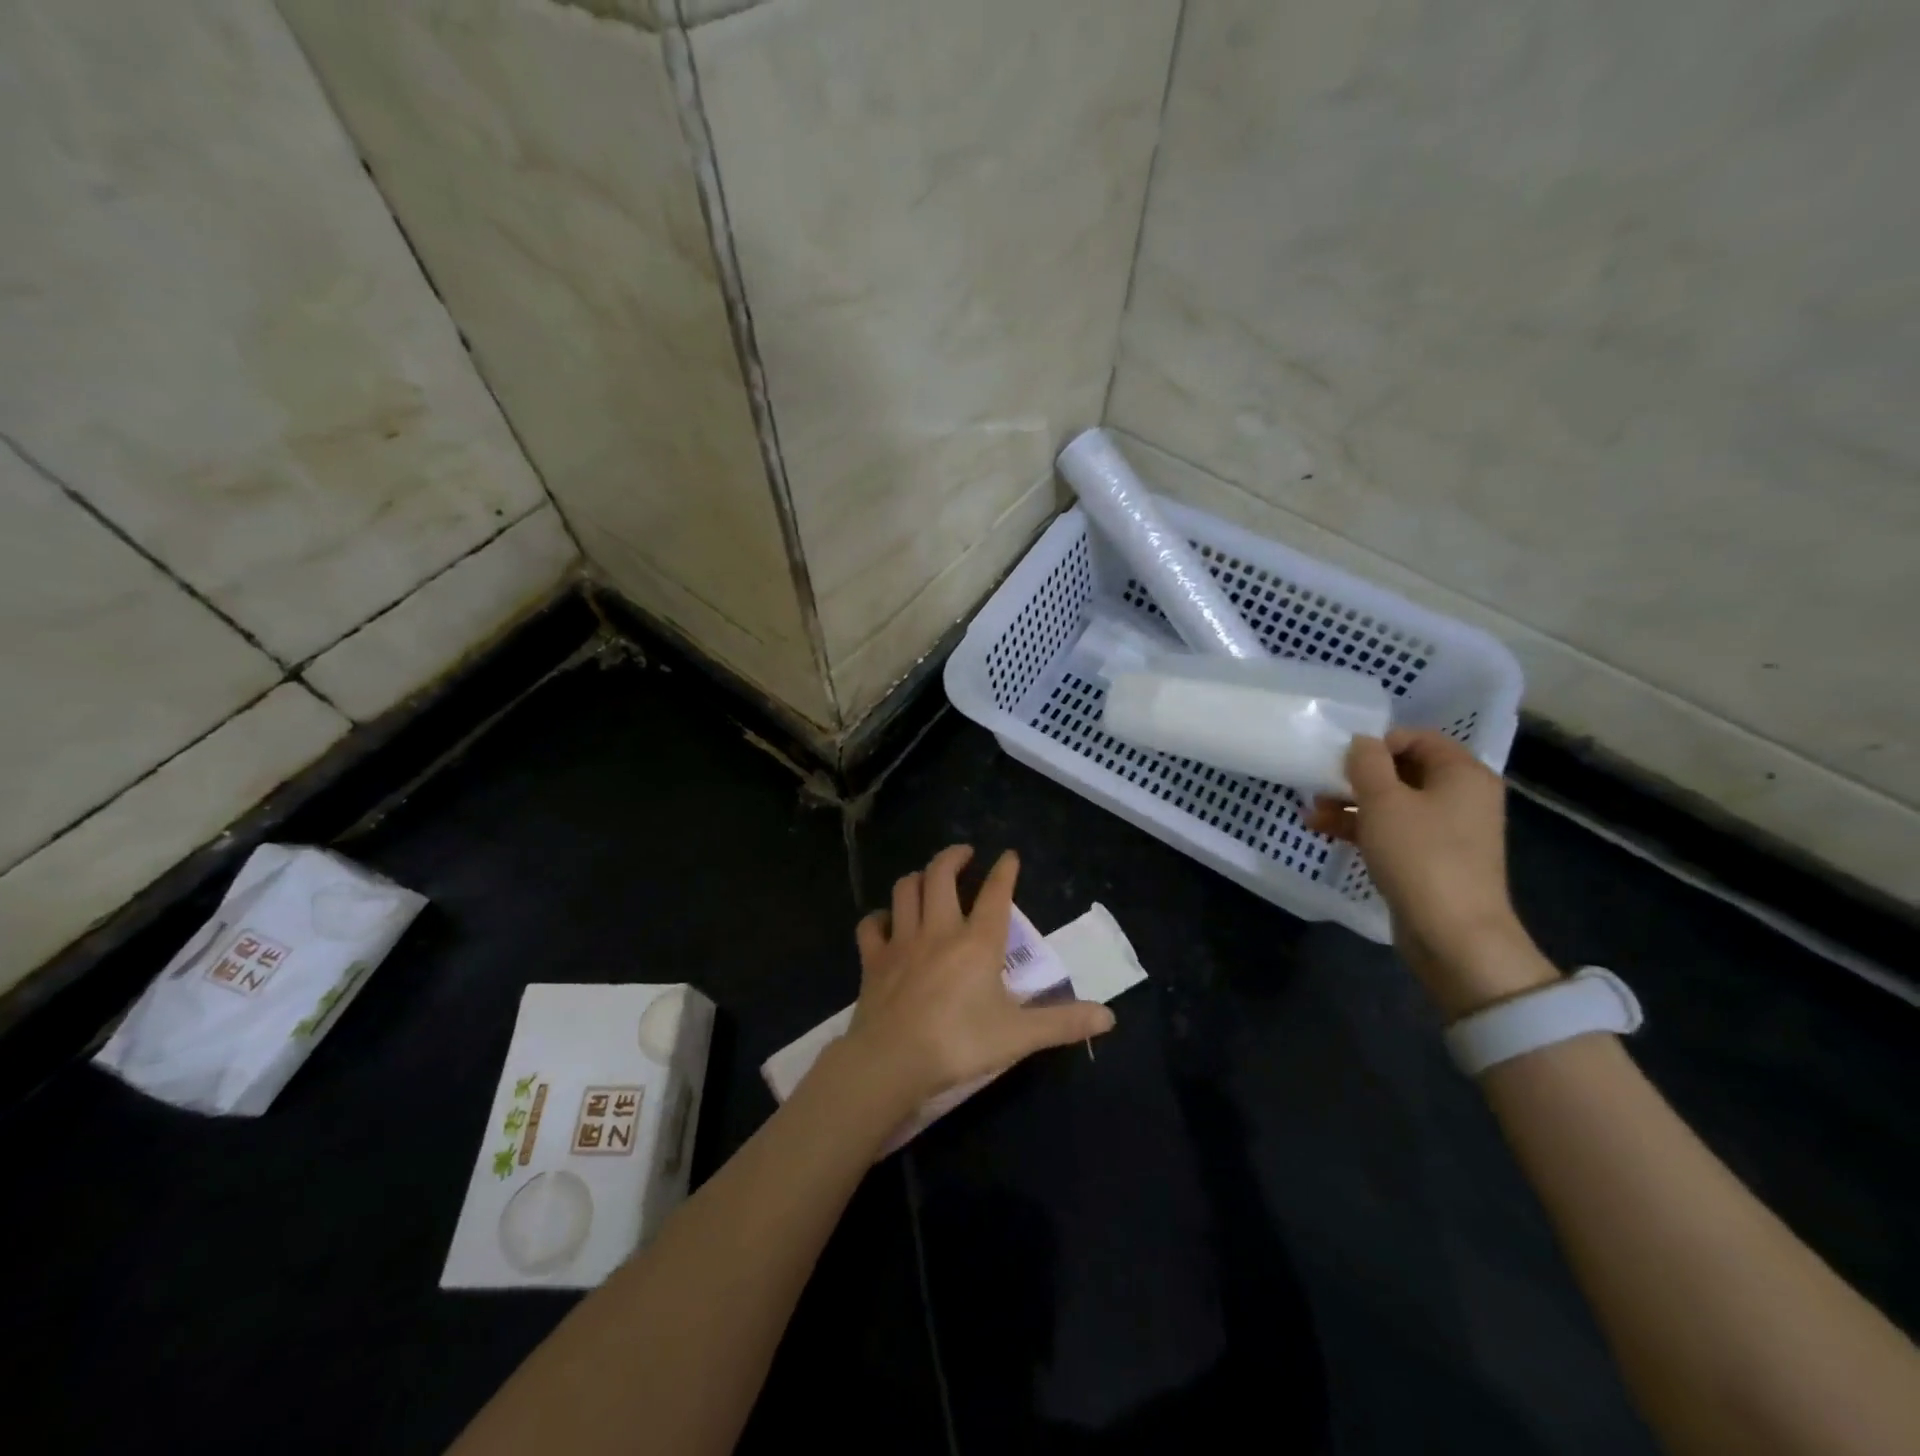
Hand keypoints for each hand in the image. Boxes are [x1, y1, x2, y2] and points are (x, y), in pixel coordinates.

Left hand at [840, 845, 1114, 1110]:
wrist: (891, 1061)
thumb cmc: (959, 1044)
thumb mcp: (1019, 1036)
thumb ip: (1063, 1023)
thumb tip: (1109, 1017)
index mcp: (977, 942)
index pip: (996, 894)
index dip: (1005, 871)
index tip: (1009, 855)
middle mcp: (939, 930)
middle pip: (940, 876)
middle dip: (953, 857)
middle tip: (964, 854)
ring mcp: (902, 942)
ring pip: (905, 890)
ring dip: (917, 878)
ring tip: (928, 879)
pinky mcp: (873, 960)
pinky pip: (871, 925)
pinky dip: (879, 917)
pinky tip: (887, 921)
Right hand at [1308, 730, 1554, 1015]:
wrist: (1453, 935)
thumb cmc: (1420, 855)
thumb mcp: (1384, 800)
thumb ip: (1367, 762)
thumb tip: (1361, 742)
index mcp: (1463, 774)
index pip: (1417, 738)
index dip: (1376, 743)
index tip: (1341, 760)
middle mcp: (1462, 797)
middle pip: (1403, 770)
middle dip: (1357, 776)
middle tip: (1320, 783)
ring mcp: (1449, 831)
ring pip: (1394, 803)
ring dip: (1352, 803)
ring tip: (1312, 811)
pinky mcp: (1432, 859)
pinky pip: (1394, 831)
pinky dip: (1362, 828)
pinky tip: (1323, 831)